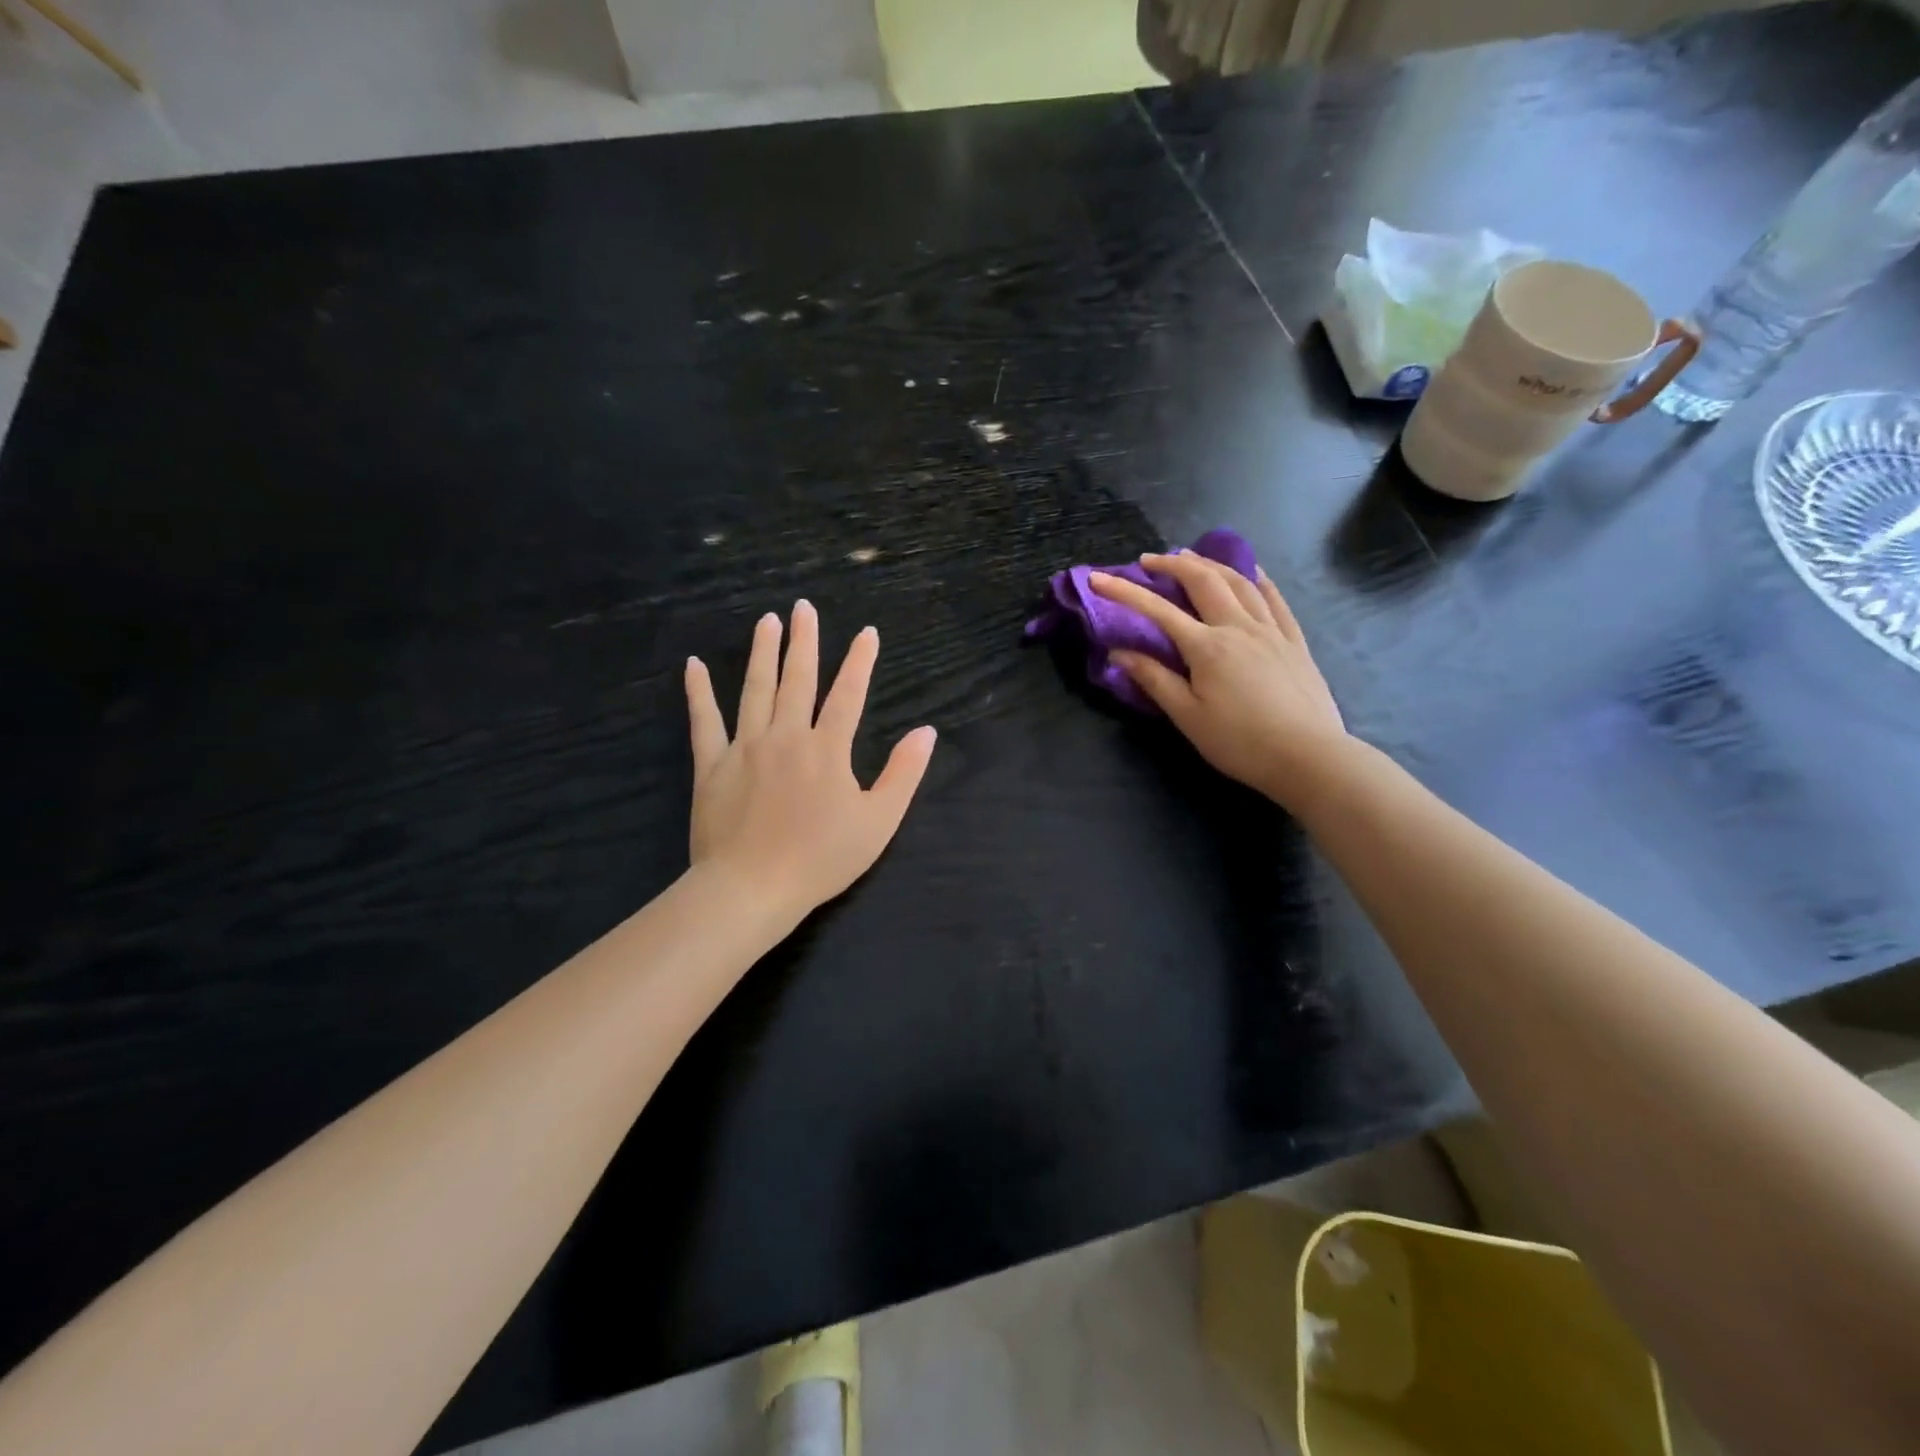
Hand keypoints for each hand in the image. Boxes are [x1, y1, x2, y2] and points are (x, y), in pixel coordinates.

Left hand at [684, 601, 936, 921]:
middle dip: (804, 641)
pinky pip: (704, 722)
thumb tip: (926, 732)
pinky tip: (693, 666)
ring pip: (754, 690)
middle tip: (804, 607)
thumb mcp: (878, 822)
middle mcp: (786, 737)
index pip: (848, 695)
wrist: (752, 888)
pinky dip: (698, 693)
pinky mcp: (712, 766)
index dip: (860, 662)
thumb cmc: (821, 859)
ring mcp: (745, 748)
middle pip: (797, 680)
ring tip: (767, 621)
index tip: (867, 633)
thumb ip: (904, 774)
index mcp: (827, 749)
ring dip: (762, 653)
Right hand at [1089, 553, 1349, 808]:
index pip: (1158, 610)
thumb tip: (1119, 652)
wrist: (1308, 756)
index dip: (1125, 592)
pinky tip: (1251, 573)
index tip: (1098, 578)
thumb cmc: (1240, 742)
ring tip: (1192, 557)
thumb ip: (1154, 680)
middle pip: (1203, 581)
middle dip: (1172, 564)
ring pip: (1239, 582)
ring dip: (1211, 563)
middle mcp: (1238, 627)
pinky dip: (1257, 579)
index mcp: (1207, 647)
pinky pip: (1274, 598)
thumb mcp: (1188, 717)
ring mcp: (1271, 630)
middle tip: (1149, 561)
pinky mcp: (1294, 641)